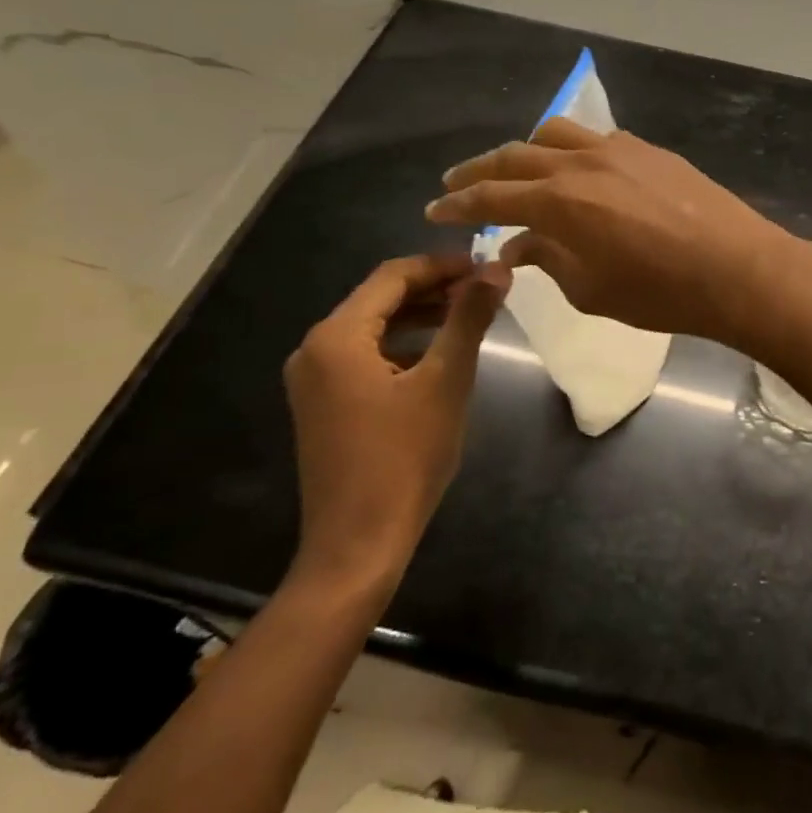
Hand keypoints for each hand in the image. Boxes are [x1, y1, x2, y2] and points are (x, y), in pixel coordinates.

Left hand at [281, 253, 508, 594]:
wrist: (358, 546)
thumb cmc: (404, 458)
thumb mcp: (446, 380)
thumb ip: (469, 317)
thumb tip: (497, 268)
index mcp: (336, 336)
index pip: (393, 276)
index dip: (442, 265)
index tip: (486, 266)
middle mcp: (315, 349)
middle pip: (380, 298)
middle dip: (433, 288)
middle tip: (483, 288)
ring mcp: (314, 380)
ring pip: (373, 326)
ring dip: (420, 314)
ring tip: (468, 314)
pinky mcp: (322, 404)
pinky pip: (364, 354)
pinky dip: (402, 343)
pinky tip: (437, 352)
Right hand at [424, 118, 808, 347]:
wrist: (736, 267)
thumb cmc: (660, 292)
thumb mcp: (590, 290)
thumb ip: (548, 260)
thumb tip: (519, 245)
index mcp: (558, 200)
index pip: (491, 196)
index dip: (457, 205)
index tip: (434, 210)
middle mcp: (581, 163)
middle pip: (514, 156)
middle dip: (478, 171)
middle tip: (456, 183)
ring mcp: (617, 149)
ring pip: (554, 134)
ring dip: (525, 151)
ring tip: (515, 170)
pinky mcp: (648, 149)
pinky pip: (594, 139)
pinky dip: (570, 150)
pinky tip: (576, 170)